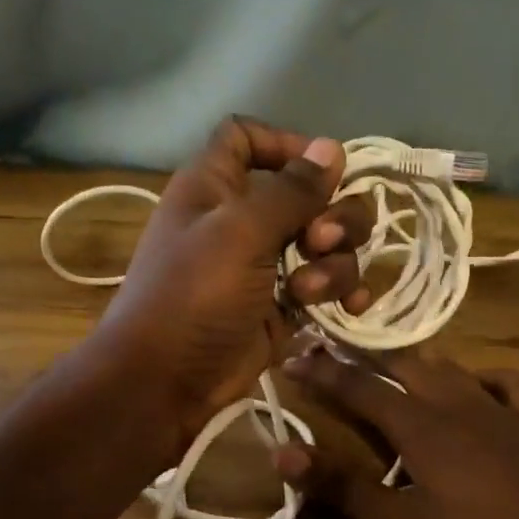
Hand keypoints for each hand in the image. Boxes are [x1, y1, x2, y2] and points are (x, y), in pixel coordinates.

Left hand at [95, 117, 372, 444]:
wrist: (168, 381)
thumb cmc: (194, 295)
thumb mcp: (240, 233)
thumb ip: (291, 191)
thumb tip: (332, 147)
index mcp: (217, 185)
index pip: (249, 137)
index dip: (286, 144)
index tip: (322, 169)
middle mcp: (244, 217)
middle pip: (309, 191)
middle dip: (332, 213)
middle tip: (321, 240)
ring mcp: (268, 262)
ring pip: (328, 240)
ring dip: (335, 262)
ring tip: (309, 291)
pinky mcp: (285, 303)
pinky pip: (329, 282)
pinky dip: (343, 290)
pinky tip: (350, 307)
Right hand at [273, 348, 518, 518]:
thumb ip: (342, 486)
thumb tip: (283, 451)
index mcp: (418, 424)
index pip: (358, 387)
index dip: (322, 372)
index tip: (292, 356)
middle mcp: (454, 400)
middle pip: (402, 364)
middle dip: (363, 357)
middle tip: (336, 353)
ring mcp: (498, 405)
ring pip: (448, 366)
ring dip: (414, 360)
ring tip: (394, 364)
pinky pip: (503, 381)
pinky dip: (479, 376)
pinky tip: (475, 386)